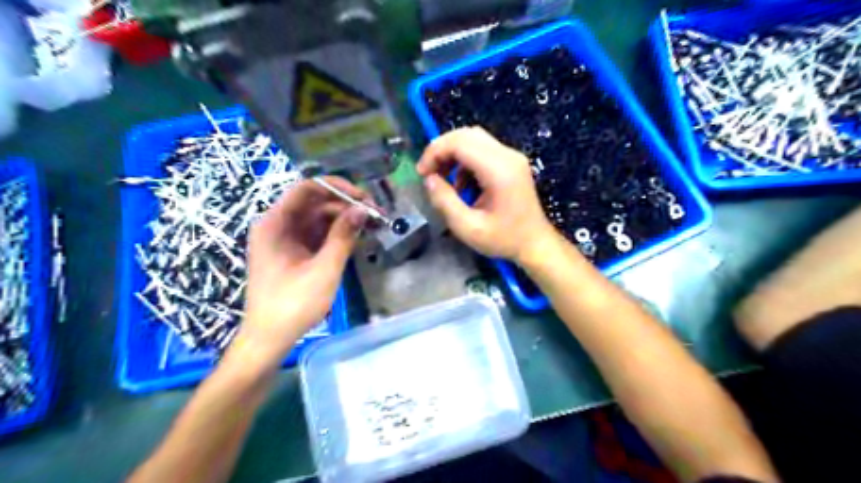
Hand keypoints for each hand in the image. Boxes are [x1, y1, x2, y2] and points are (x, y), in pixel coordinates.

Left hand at [237, 177, 369, 362]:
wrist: (270, 338)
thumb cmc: (293, 305)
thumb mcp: (323, 270)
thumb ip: (343, 237)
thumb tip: (362, 210)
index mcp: (275, 224)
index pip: (307, 189)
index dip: (337, 188)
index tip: (364, 198)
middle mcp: (278, 225)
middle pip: (315, 203)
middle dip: (345, 205)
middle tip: (375, 214)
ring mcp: (286, 239)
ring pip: (318, 218)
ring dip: (344, 219)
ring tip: (372, 225)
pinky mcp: (294, 253)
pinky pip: (317, 234)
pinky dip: (337, 233)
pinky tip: (357, 237)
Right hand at [416, 126, 557, 264]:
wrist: (535, 244)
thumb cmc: (503, 239)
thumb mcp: (468, 228)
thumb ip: (445, 201)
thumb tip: (429, 179)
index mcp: (499, 170)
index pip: (460, 142)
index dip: (435, 152)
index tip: (422, 173)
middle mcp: (508, 156)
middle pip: (467, 134)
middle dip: (442, 149)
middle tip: (429, 173)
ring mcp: (512, 157)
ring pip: (474, 139)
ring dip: (453, 155)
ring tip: (445, 182)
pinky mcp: (512, 162)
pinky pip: (483, 149)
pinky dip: (465, 161)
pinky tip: (463, 185)